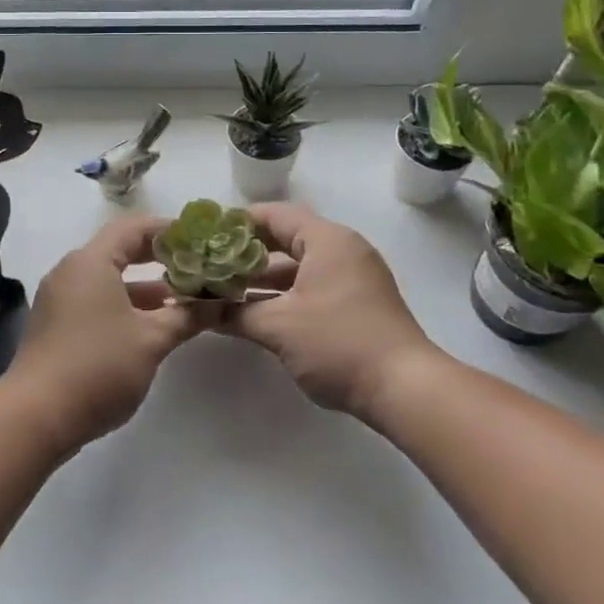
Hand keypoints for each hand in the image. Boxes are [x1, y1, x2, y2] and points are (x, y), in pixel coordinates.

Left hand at [3, 216, 210, 450]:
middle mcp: (72, 271)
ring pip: (110, 278)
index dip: (169, 230)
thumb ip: (187, 317)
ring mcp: (61, 298)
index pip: (134, 227)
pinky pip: (97, 299)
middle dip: (160, 257)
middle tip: (196, 264)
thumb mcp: (151, 341)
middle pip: (120, 249)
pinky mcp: (58, 323)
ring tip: (184, 297)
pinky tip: (153, 323)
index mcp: (91, 262)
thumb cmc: (97, 367)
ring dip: (145, 285)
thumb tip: (221, 304)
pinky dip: (126, 303)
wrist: (35, 417)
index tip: (200, 240)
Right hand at [227, 203, 441, 419]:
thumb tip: (199, 311)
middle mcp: (343, 250)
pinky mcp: (358, 303)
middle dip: (247, 253)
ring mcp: (354, 277)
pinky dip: (285, 293)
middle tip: (211, 263)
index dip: (237, 223)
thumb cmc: (338, 343)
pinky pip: (313, 285)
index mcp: (327, 240)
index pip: (274, 215)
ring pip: (299, 266)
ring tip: (224, 288)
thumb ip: (234, 313)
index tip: (206, 236)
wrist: (405, 388)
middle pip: (286, 239)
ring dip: (264, 278)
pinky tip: (256, 310)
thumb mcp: (279, 327)